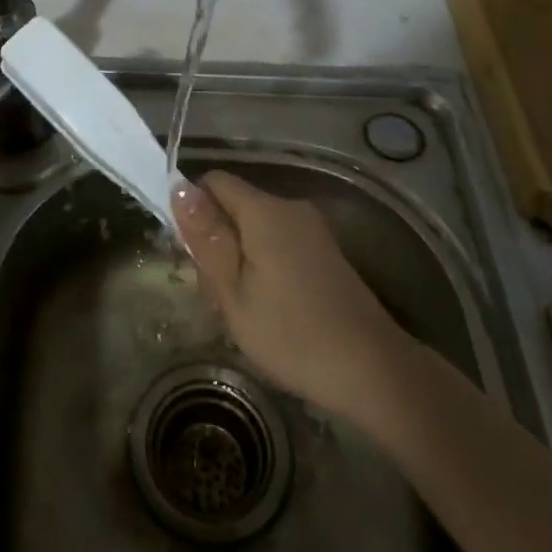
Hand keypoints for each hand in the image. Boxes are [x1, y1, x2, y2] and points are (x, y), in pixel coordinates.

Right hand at [172, 171, 413, 423]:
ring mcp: (312, 230)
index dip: (193, 208)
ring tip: (241, 311)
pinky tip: (268, 311)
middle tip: (216, 296)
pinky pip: (278, 244)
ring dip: (238, 260)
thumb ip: (206, 237)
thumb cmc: (291, 333)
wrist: (372, 369)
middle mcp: (290, 208)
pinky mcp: (325, 252)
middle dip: (216, 242)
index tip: (189, 254)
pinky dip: (263, 267)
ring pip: (255, 229)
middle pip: (234, 206)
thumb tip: (179, 188)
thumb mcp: (232, 291)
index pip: (214, 181)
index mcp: (264, 210)